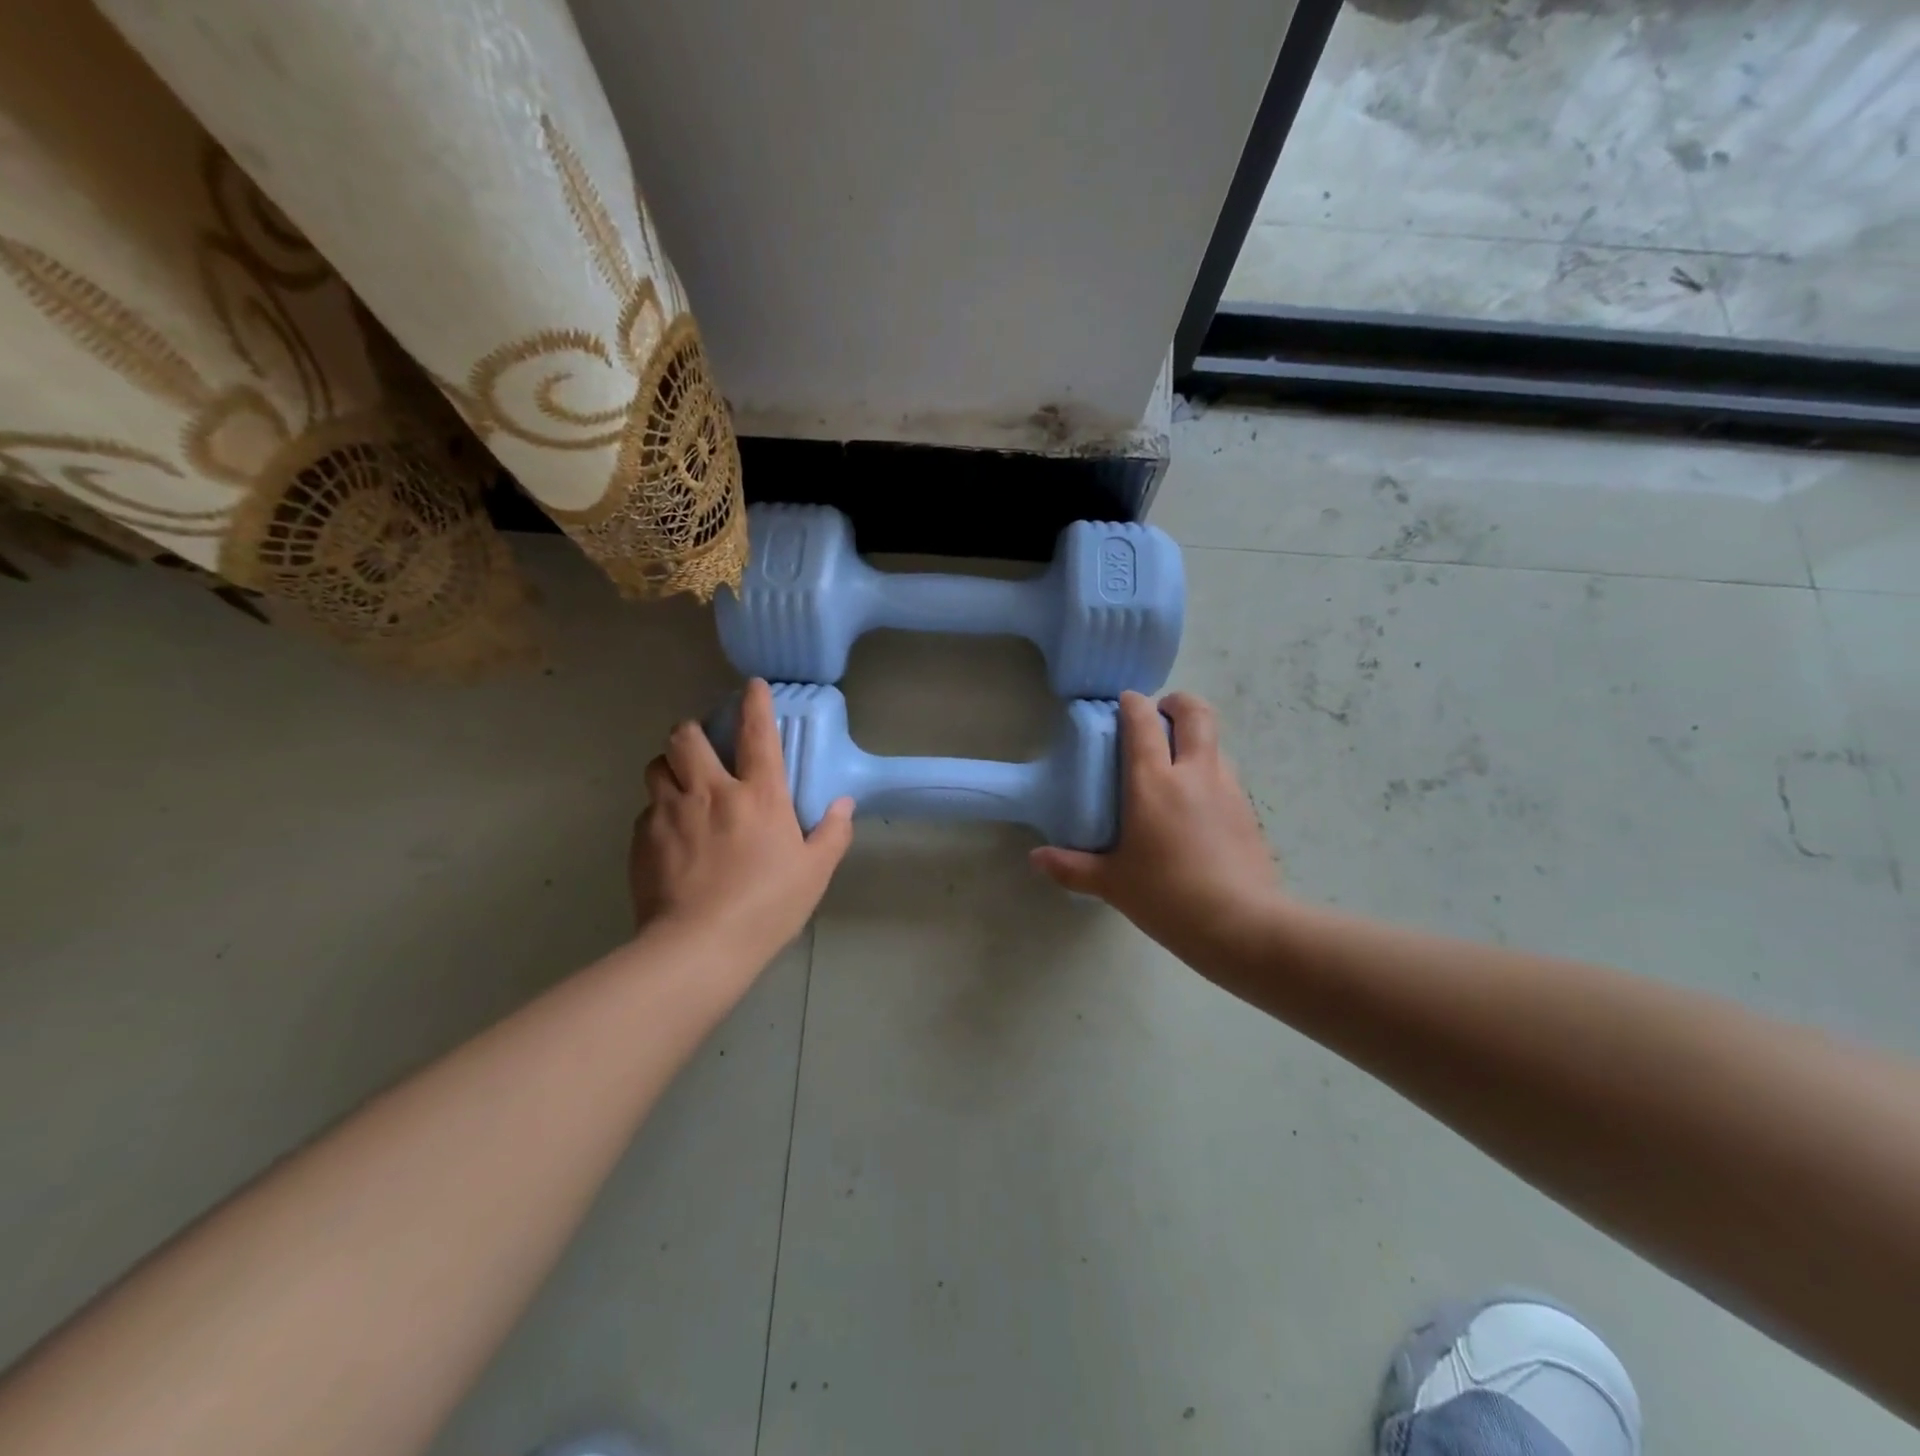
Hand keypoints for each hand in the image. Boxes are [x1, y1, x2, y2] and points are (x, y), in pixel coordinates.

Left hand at [630, 679, 853, 962]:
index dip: (755, 703)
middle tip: (701, 744)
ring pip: (656, 765)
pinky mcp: (642, 838)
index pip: (757, 733)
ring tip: (679, 782)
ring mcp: (670, 812)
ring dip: (669, 766)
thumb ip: (832, 833)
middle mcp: (710, 792)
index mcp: (758, 796)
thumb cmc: (767, 906)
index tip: (751, 686)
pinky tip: (669, 834)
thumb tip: (842, 804)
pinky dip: (658, 810)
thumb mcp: (814, 873)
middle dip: (692, 730)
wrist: (699, 946)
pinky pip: (646, 809)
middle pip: (687, 736)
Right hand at [1030, 692, 1282, 971]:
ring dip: (1195, 738)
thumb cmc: (1167, 897)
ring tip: (1176, 763)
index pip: (1143, 723)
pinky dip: (1210, 771)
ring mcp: (1227, 788)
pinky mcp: (1248, 810)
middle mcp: (1194, 773)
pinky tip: (1197, 804)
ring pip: (1215, 742)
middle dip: (1177, 703)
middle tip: (1160, 715)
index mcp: (1154, 783)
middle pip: (1195, 713)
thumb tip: (1036, 859)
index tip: (1123, 702)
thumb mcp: (1112, 884)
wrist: (1241, 925)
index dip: (1133, 704)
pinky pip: (1226, 774)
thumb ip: (1072, 867)